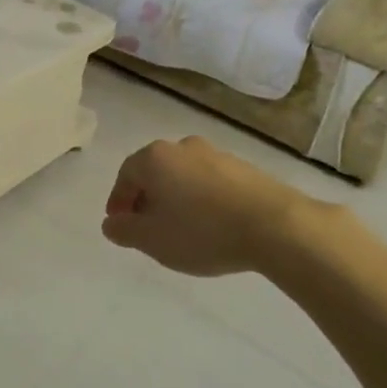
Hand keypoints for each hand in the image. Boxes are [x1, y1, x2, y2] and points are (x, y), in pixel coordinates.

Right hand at [102, 136, 324, 276]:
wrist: (275, 226)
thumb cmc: (202, 231)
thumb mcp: (151, 240)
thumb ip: (124, 230)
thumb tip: (111, 223)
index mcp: (155, 158)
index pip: (125, 175)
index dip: (118, 201)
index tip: (120, 224)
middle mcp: (184, 147)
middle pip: (155, 172)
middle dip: (146, 198)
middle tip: (147, 227)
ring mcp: (217, 154)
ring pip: (184, 176)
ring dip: (176, 198)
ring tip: (180, 229)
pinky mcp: (244, 168)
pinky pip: (210, 183)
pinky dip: (202, 200)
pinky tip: (210, 225)